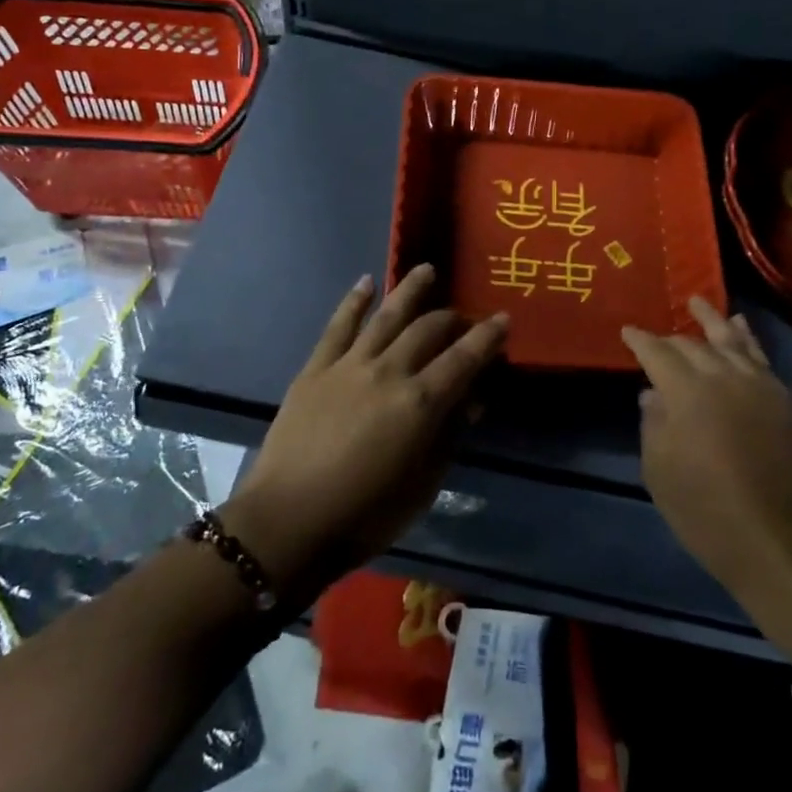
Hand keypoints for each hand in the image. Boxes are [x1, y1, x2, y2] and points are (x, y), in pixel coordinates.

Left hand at [222, 265, 506, 602]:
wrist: (288, 522)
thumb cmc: (365, 515)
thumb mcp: (422, 485)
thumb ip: (449, 436)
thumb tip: (471, 400)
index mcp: (421, 403)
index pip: (464, 359)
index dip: (488, 337)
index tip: (503, 319)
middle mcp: (389, 372)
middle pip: (428, 331)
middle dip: (452, 318)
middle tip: (463, 317)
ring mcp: (349, 365)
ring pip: (386, 316)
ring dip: (410, 290)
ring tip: (426, 270)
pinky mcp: (316, 368)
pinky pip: (338, 326)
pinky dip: (353, 301)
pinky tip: (366, 282)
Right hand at [622, 299, 791, 594]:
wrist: (782, 542)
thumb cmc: (707, 511)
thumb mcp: (660, 471)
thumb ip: (653, 424)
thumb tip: (653, 395)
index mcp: (686, 391)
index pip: (657, 352)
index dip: (640, 340)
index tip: (627, 331)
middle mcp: (723, 376)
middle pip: (693, 344)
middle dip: (672, 338)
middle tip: (658, 338)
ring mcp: (760, 385)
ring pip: (732, 341)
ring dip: (713, 321)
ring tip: (699, 302)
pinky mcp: (787, 401)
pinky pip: (762, 358)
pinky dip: (748, 339)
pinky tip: (741, 329)